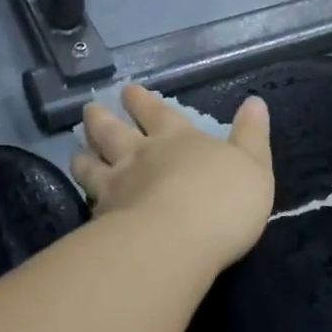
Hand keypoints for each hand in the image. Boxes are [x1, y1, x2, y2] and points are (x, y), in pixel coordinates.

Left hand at [72, 86, 273, 269]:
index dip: (142, 101)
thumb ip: (251, 136)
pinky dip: (82, 193)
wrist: (176, 240)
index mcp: (178, 139)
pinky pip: (87, 198)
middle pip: (114, 131)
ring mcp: (117, 184)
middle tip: (90, 108)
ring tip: (76, 152)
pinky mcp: (102, 216)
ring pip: (92, 162)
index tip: (127, 91)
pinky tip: (81, 197)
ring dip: (84, 155)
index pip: (158, 112)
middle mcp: (141, 155)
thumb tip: (254, 101)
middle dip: (103, 118)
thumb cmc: (222, 201)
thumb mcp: (253, 166)